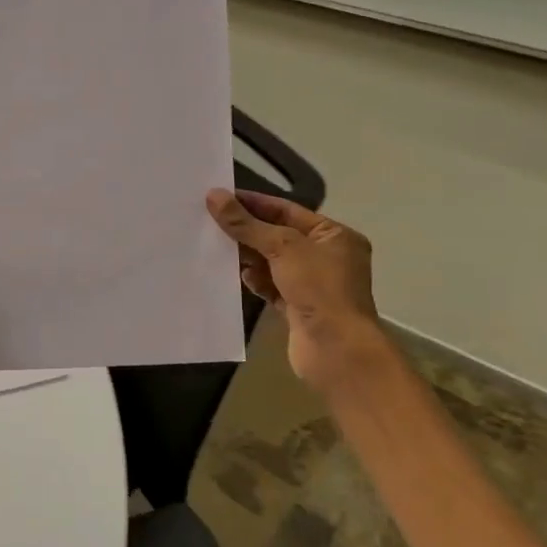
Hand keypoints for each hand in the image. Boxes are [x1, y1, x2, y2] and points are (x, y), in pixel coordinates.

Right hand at [206, 189, 387, 384]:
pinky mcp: (297, 308)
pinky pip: (270, 286)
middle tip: (209, 221)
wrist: (336, 350)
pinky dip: (254, 280)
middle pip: (277, 235)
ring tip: (216, 246)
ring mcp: (312, 285)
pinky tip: (236, 276)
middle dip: (247, 230)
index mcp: (334, 235)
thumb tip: (214, 196)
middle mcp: (326, 257)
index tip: (219, 197)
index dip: (253, 203)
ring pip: (271, 262)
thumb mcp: (282, 248)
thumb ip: (246, 223)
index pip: (287, 210)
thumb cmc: (318, 289)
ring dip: (247, 256)